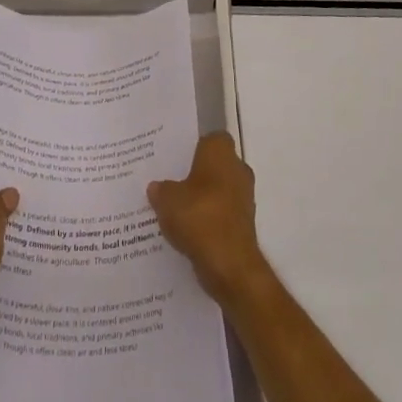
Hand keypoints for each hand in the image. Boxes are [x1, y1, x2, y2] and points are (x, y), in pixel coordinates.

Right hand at [148, 133, 269, 304]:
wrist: (230, 264)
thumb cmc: (199, 217)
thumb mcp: (167, 200)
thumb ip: (160, 189)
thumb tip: (156, 187)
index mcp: (220, 152)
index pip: (210, 138)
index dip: (193, 146)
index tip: (175, 158)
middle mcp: (237, 168)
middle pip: (214, 164)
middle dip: (195, 173)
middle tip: (169, 182)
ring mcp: (244, 197)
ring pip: (218, 190)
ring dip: (202, 198)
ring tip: (174, 209)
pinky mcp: (244, 224)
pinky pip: (221, 214)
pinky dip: (208, 220)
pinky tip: (187, 231)